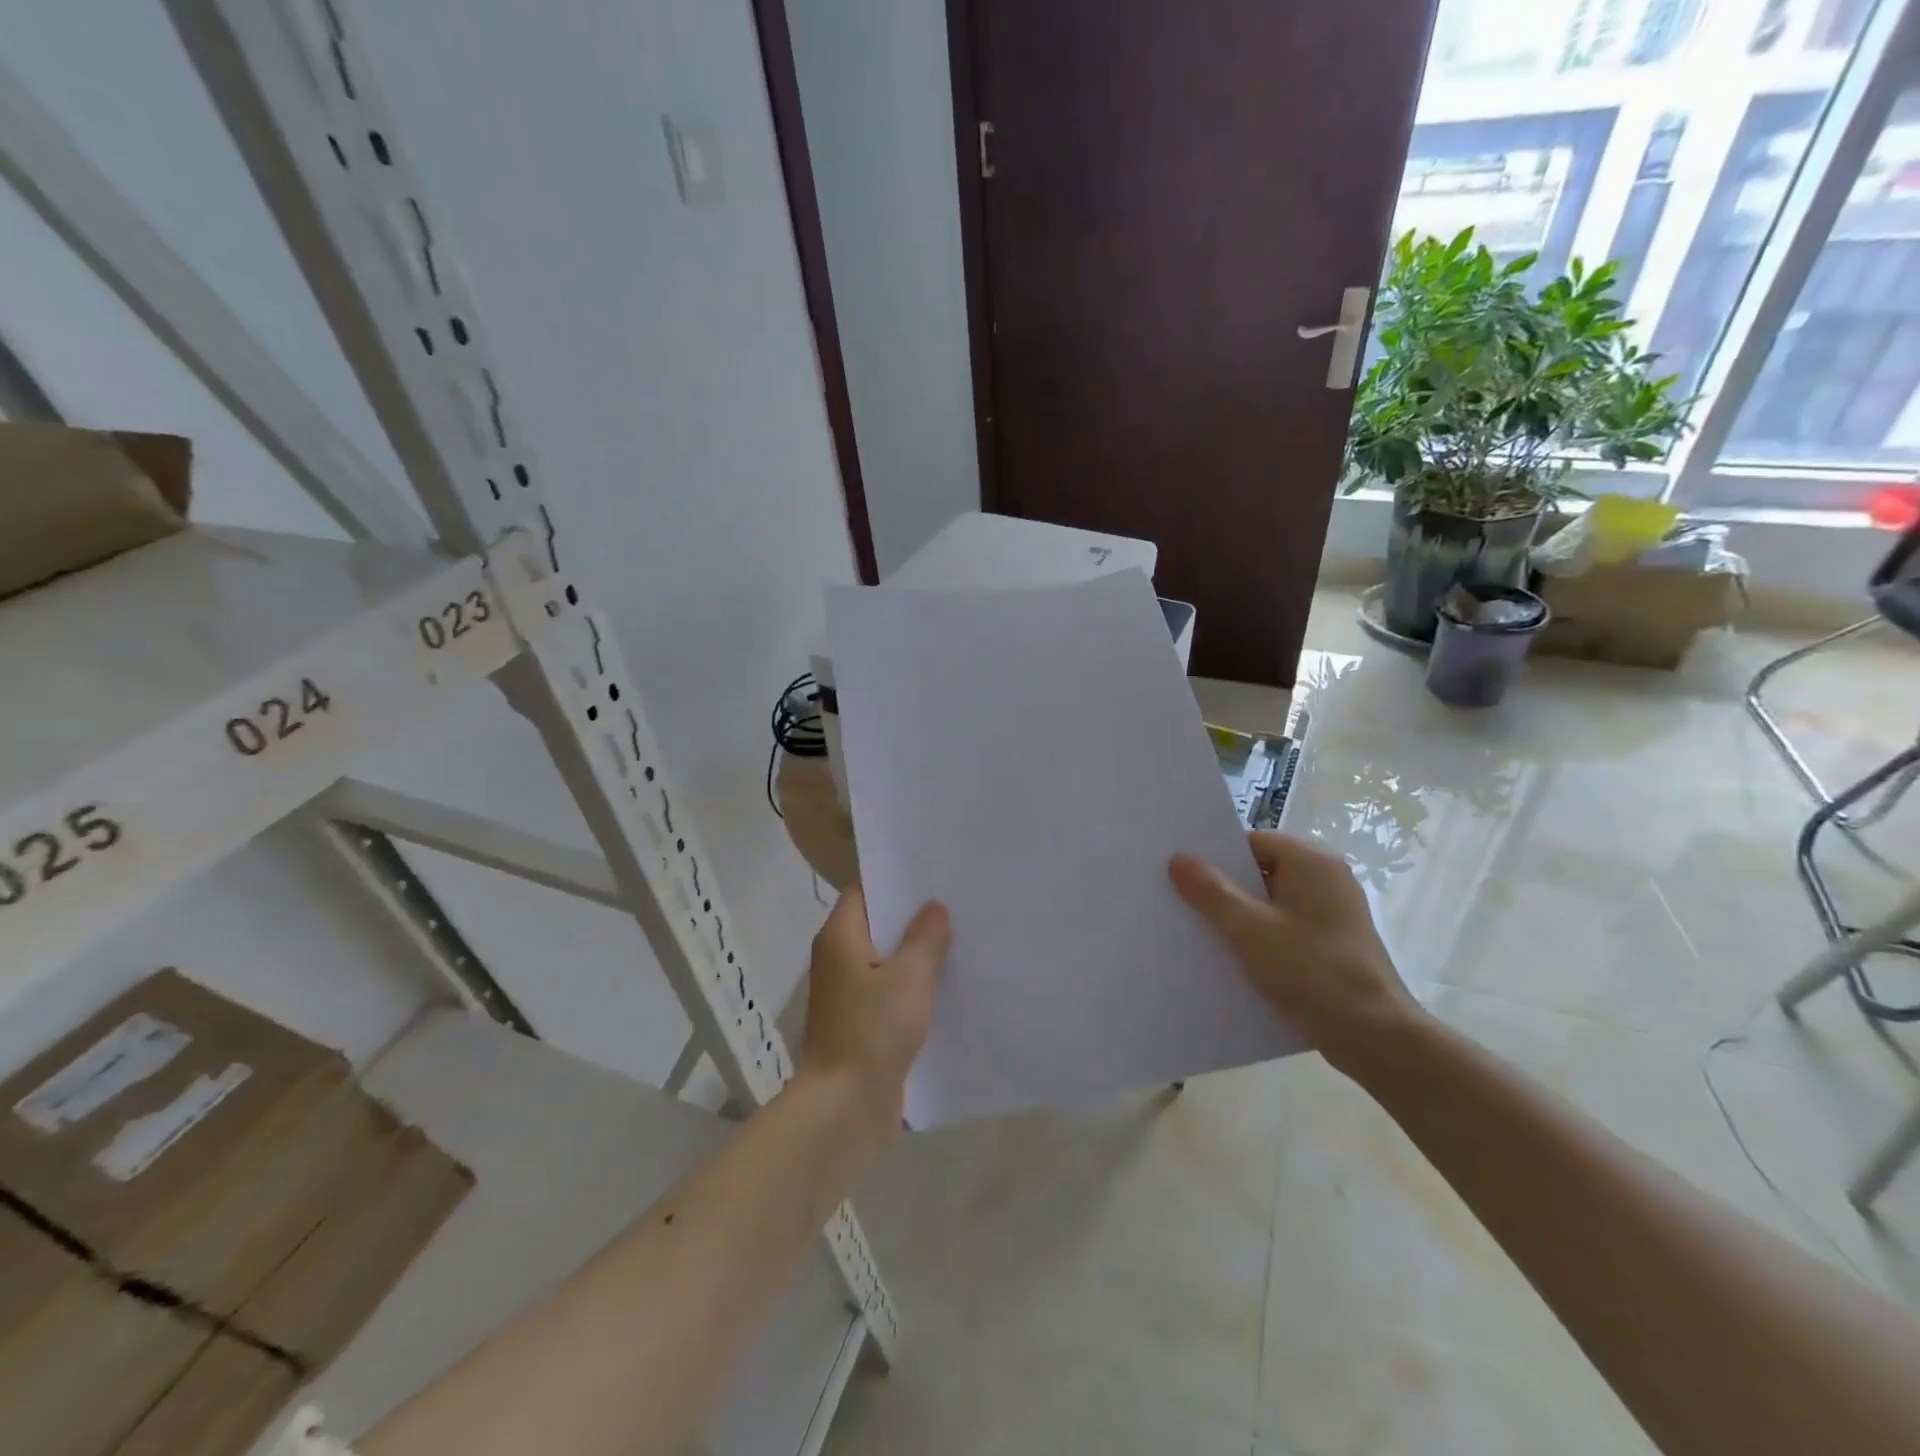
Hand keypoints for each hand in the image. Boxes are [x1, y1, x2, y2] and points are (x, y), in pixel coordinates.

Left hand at [800, 884, 949, 1137]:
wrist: (845, 1106)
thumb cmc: (873, 1030)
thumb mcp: (909, 977)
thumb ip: (925, 937)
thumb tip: (934, 907)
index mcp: (840, 937)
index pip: (865, 890)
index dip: (896, 879)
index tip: (933, 872)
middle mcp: (838, 958)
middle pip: (877, 924)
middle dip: (914, 916)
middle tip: (957, 902)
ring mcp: (848, 992)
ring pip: (886, 959)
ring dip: (916, 952)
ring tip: (960, 937)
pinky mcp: (861, 1022)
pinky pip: (889, 990)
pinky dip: (913, 984)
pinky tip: (948, 983)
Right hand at [1170, 831, 1422, 1080]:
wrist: (1376, 1038)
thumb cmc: (1310, 971)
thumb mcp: (1248, 929)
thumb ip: (1210, 891)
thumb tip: (1178, 858)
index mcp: (1311, 861)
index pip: (1251, 844)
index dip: (1215, 859)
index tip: (1181, 877)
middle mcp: (1327, 878)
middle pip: (1261, 872)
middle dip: (1224, 890)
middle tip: (1183, 905)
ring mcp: (1335, 912)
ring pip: (1272, 903)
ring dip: (1241, 917)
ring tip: (1202, 934)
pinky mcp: (1335, 944)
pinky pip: (1287, 928)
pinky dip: (1262, 937)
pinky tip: (1235, 960)